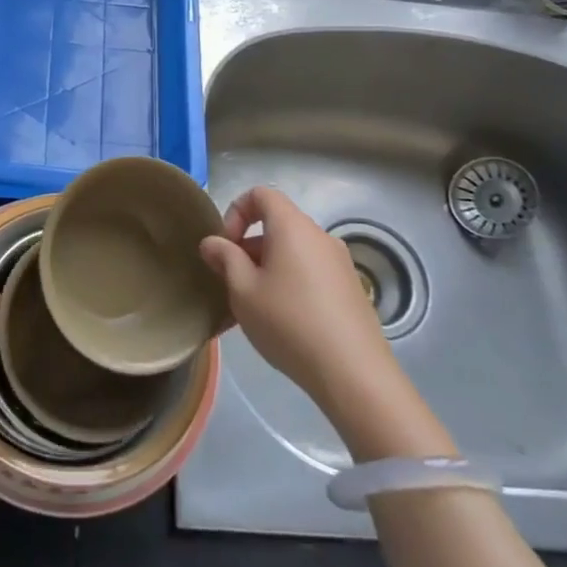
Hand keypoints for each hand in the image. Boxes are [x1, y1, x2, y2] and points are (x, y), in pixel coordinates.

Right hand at [198, 186, 396, 420]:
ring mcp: (340, 262)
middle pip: (277, 224)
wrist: (353, 372)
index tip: (226, 247)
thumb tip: (212, 242)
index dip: (236, 211)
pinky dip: (291, 282)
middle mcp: (320, 236)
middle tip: (234, 284)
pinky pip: (311, 271)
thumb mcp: (243, 291)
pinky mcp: (351, 288)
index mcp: (293, 227)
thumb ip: (225, 259)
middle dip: (249, 247)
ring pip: (293, 251)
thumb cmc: (289, 322)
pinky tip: (284, 321)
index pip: (261, 194)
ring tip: (255, 307)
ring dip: (268, 268)